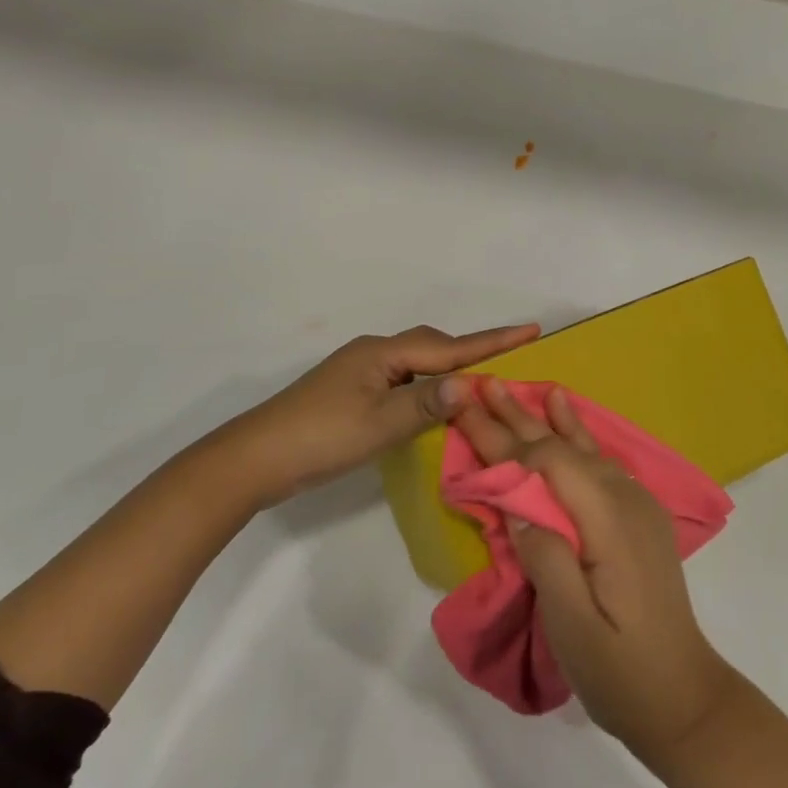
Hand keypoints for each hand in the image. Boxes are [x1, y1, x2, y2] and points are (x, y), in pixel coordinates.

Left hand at [216, 322, 539, 509]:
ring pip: (417, 364)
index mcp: (382, 353)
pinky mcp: (352, 392)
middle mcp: (373, 353)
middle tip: (512, 361)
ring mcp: (360, 372)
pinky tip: (436, 404)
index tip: (531, 329)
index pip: (448, 346)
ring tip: (483, 382)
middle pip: (433, 348)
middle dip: (471, 352)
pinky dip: (427, 387)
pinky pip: (402, 380)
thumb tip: (472, 384)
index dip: (491, 341)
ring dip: (449, 370)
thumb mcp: (379, 424)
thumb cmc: (320, 438)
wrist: (257, 457)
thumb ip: (426, 404)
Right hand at [455, 379, 740, 762]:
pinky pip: (598, 460)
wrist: (684, 699)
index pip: (548, 463)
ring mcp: (637, 504)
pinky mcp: (638, 515)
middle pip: (561, 447)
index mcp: (609, 520)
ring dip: (541, 419)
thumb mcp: (573, 625)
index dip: (504, 439)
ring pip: (580, 447)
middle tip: (481, 385)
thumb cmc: (621, 670)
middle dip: (516, 418)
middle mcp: (625, 499)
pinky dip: (575, 433)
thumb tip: (518, 504)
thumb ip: (545, 556)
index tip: (466, 413)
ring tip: (514, 388)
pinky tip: (566, 413)